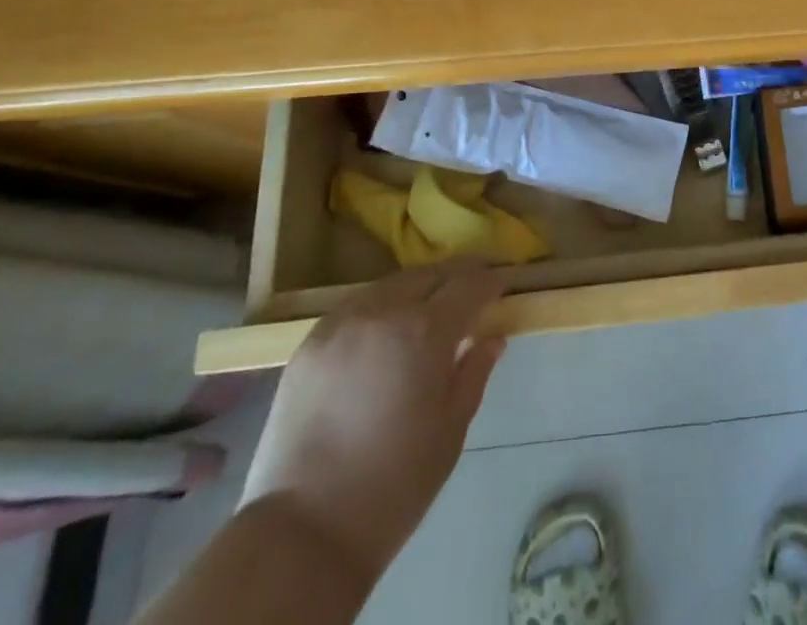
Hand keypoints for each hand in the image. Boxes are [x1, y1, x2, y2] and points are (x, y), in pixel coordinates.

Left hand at [239, 265, 506, 585]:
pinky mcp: (309, 342)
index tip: (504, 285)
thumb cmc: (394, 485)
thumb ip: (474, 373)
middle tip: (471, 293)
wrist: (302, 532)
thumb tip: (492, 338)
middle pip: (430, 274)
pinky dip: (380, 307)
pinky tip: (384, 330)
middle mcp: (385, 311)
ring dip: (417, 289)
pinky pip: (356, 306)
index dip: (492, 281)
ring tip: (428, 308)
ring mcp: (342, 322)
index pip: (471, 284)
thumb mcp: (451, 430)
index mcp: (427, 331)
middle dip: (456, 278)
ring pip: (391, 284)